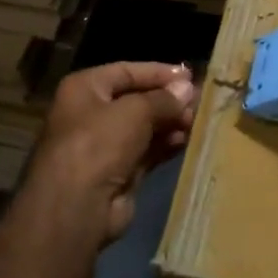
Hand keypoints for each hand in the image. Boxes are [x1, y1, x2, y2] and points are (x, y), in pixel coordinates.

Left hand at [21, 61, 198, 248]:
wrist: (77, 206)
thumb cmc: (99, 144)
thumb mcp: (135, 111)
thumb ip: (163, 99)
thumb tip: (188, 89)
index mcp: (84, 89)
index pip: (126, 71)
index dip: (158, 72)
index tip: (190, 76)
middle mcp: (91, 113)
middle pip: (136, 99)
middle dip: (168, 100)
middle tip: (200, 102)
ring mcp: (104, 145)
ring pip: (144, 127)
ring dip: (170, 123)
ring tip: (197, 121)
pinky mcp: (118, 172)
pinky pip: (147, 151)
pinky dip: (165, 145)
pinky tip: (187, 140)